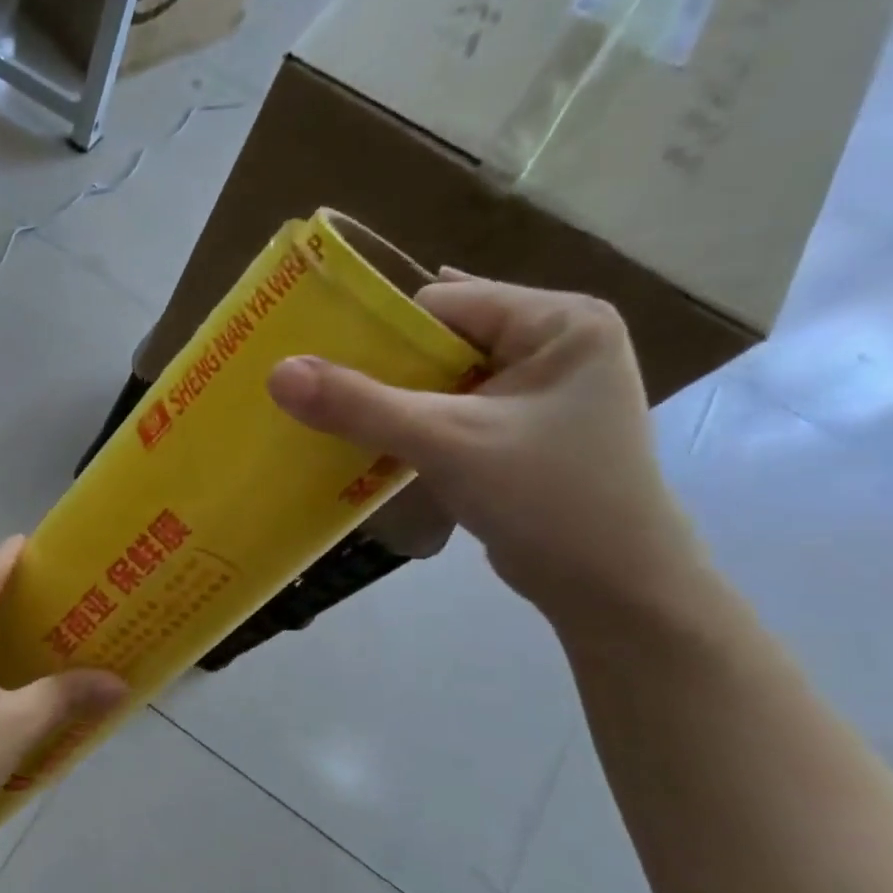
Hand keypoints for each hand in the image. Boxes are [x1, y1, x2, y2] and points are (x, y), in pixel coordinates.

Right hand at [268, 273, 706, 622]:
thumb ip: (359, 405)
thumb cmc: (546, 498)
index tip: (319, 364)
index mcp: (559, 321)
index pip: (442, 304)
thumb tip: (277, 371)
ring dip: (389, 403)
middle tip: (314, 395)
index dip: (377, 332)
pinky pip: (449, 412)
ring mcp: (539, 390)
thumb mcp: (445, 442)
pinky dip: (409, 427)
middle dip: (380, 370)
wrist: (615, 589)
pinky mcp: (522, 429)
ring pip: (439, 380)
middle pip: (438, 341)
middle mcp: (554, 343)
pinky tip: (371, 447)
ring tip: (333, 422)